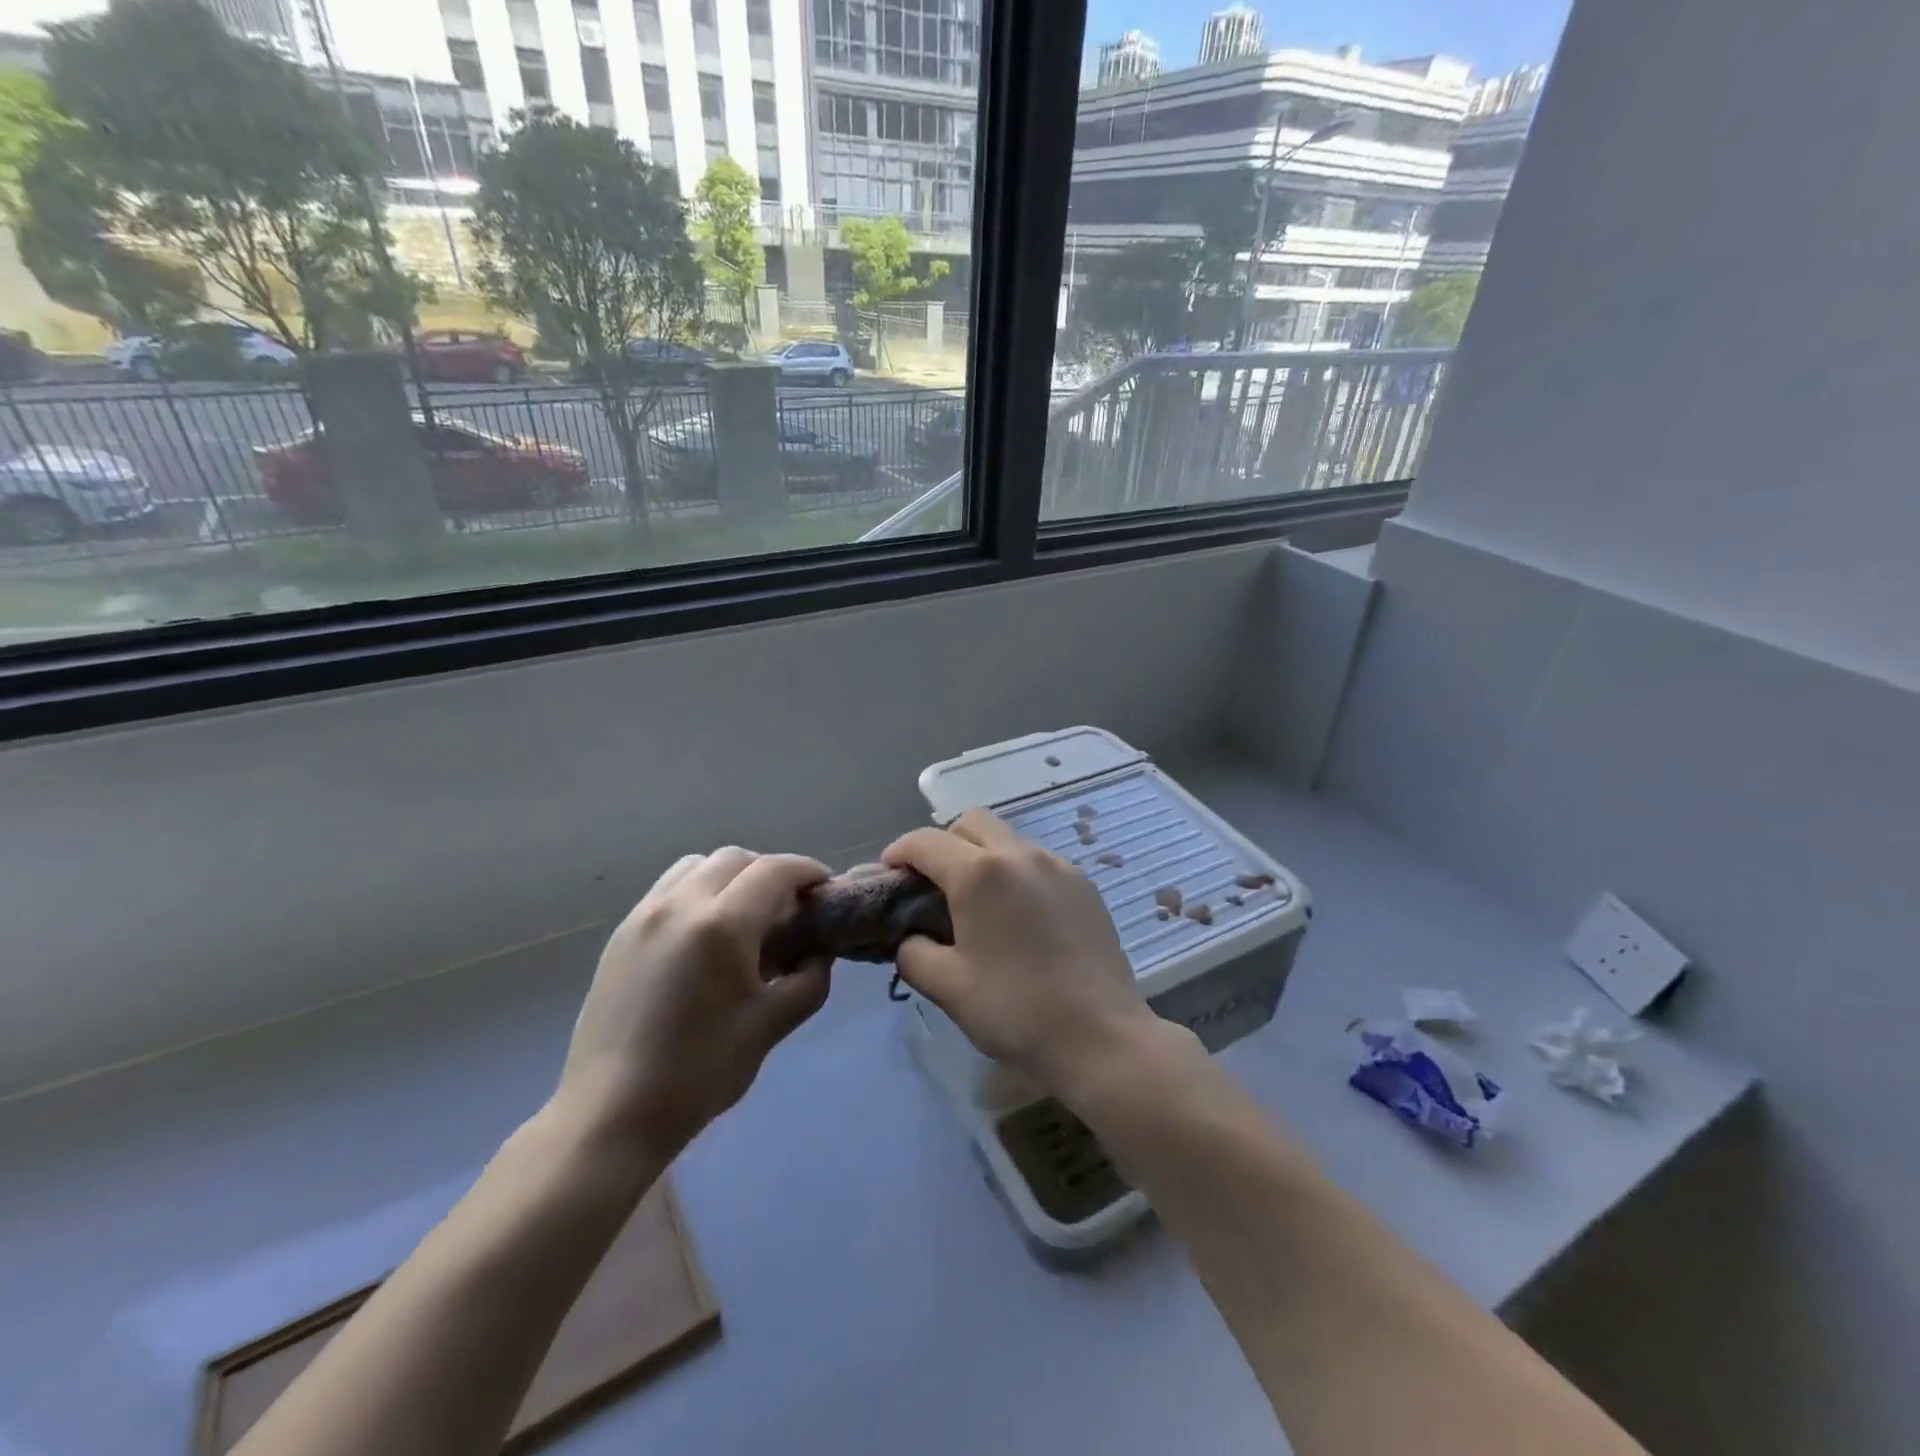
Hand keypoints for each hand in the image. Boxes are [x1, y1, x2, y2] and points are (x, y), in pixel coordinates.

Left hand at [561, 849, 832, 1152]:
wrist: (610, 1115)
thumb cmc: (699, 1072)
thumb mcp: (770, 1026)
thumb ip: (809, 979)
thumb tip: (819, 952)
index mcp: (721, 925)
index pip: (775, 870)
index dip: (807, 871)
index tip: (825, 889)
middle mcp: (680, 904)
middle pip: (736, 859)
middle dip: (770, 872)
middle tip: (788, 909)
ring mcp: (643, 915)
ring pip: (698, 866)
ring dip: (731, 876)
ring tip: (744, 917)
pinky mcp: (621, 934)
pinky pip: (669, 889)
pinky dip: (698, 891)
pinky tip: (705, 935)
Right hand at [883, 810, 1159, 1105]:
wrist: (1100, 1036)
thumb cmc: (1015, 1009)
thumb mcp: (946, 986)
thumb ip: (913, 952)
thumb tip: (911, 937)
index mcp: (980, 872)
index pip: (925, 841)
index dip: (898, 852)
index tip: (889, 875)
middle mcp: (1020, 854)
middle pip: (971, 823)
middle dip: (944, 844)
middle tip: (935, 885)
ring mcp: (1058, 865)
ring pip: (1008, 840)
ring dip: (983, 857)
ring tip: (980, 904)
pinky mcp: (1085, 884)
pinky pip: (1039, 863)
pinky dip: (1017, 874)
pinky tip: (1020, 918)